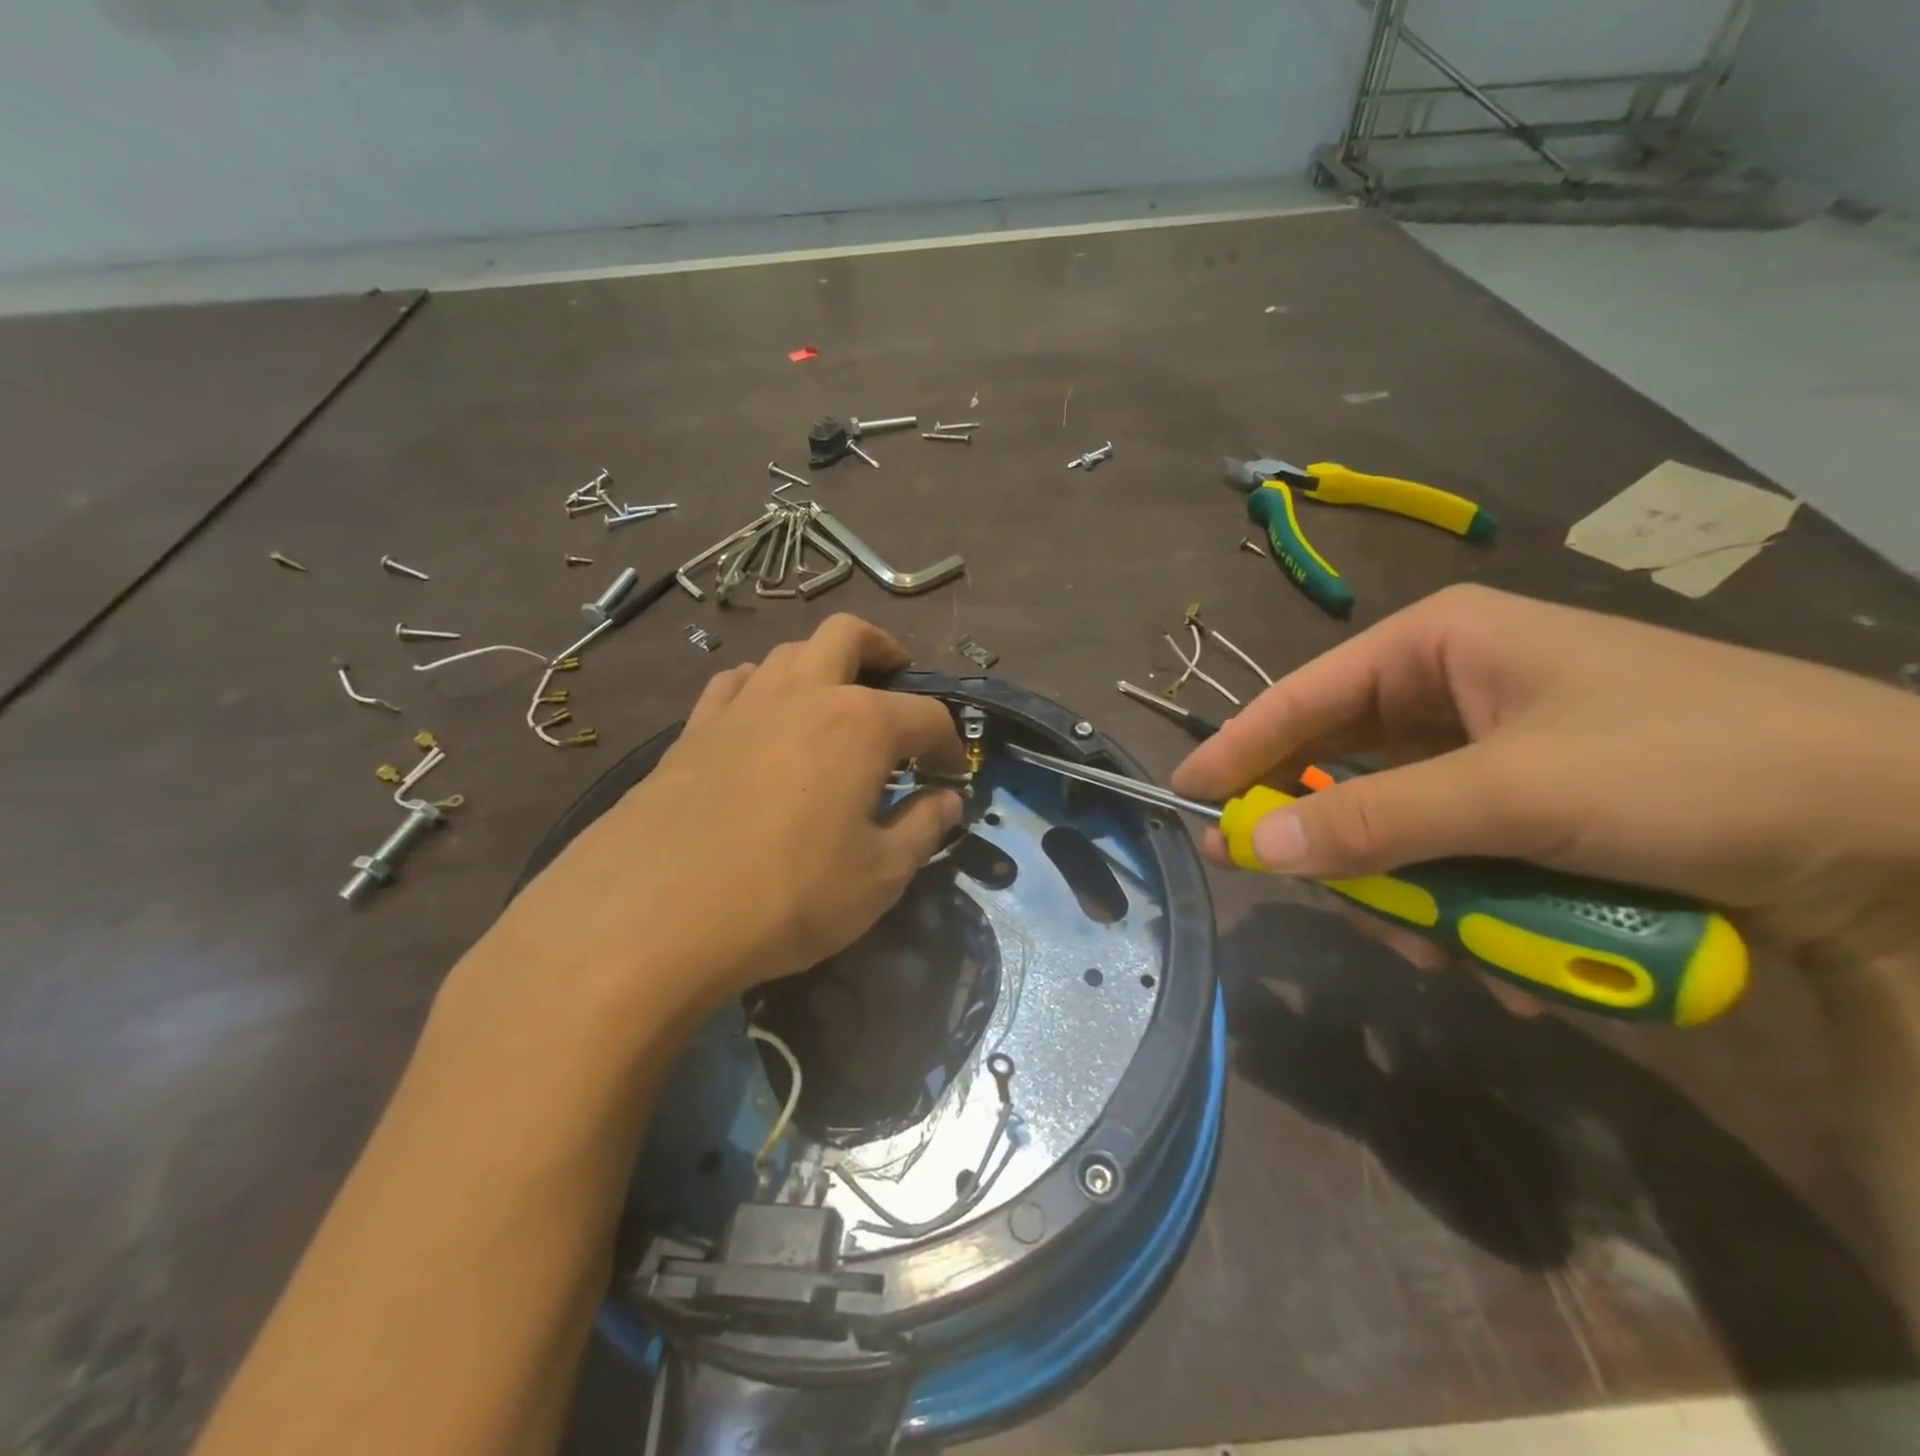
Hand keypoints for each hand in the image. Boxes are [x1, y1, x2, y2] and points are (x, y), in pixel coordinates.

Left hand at [495, 615, 964, 1025]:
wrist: (653, 915)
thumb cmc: (789, 895)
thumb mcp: (879, 876)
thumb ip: (923, 829)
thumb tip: (948, 801)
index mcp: (861, 723)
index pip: (926, 715)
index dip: (949, 743)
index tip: (952, 775)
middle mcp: (803, 694)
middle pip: (850, 636)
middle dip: (885, 651)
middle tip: (897, 680)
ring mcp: (741, 705)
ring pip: (788, 652)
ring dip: (821, 665)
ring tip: (832, 706)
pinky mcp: (692, 729)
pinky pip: (735, 684)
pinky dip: (762, 689)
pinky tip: (763, 724)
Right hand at [1173, 585, 1919, 966]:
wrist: (1910, 835)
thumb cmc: (1696, 769)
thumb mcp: (1519, 794)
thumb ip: (1375, 821)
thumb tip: (1252, 846)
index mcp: (1437, 646)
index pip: (1302, 698)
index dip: (1236, 750)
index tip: (1184, 798)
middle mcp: (1453, 690)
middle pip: (1346, 769)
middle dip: (1344, 846)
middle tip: (1325, 901)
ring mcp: (1492, 751)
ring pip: (1399, 826)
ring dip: (1415, 896)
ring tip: (1454, 955)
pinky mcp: (1528, 806)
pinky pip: (1453, 855)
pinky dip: (1466, 908)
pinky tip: (1509, 955)